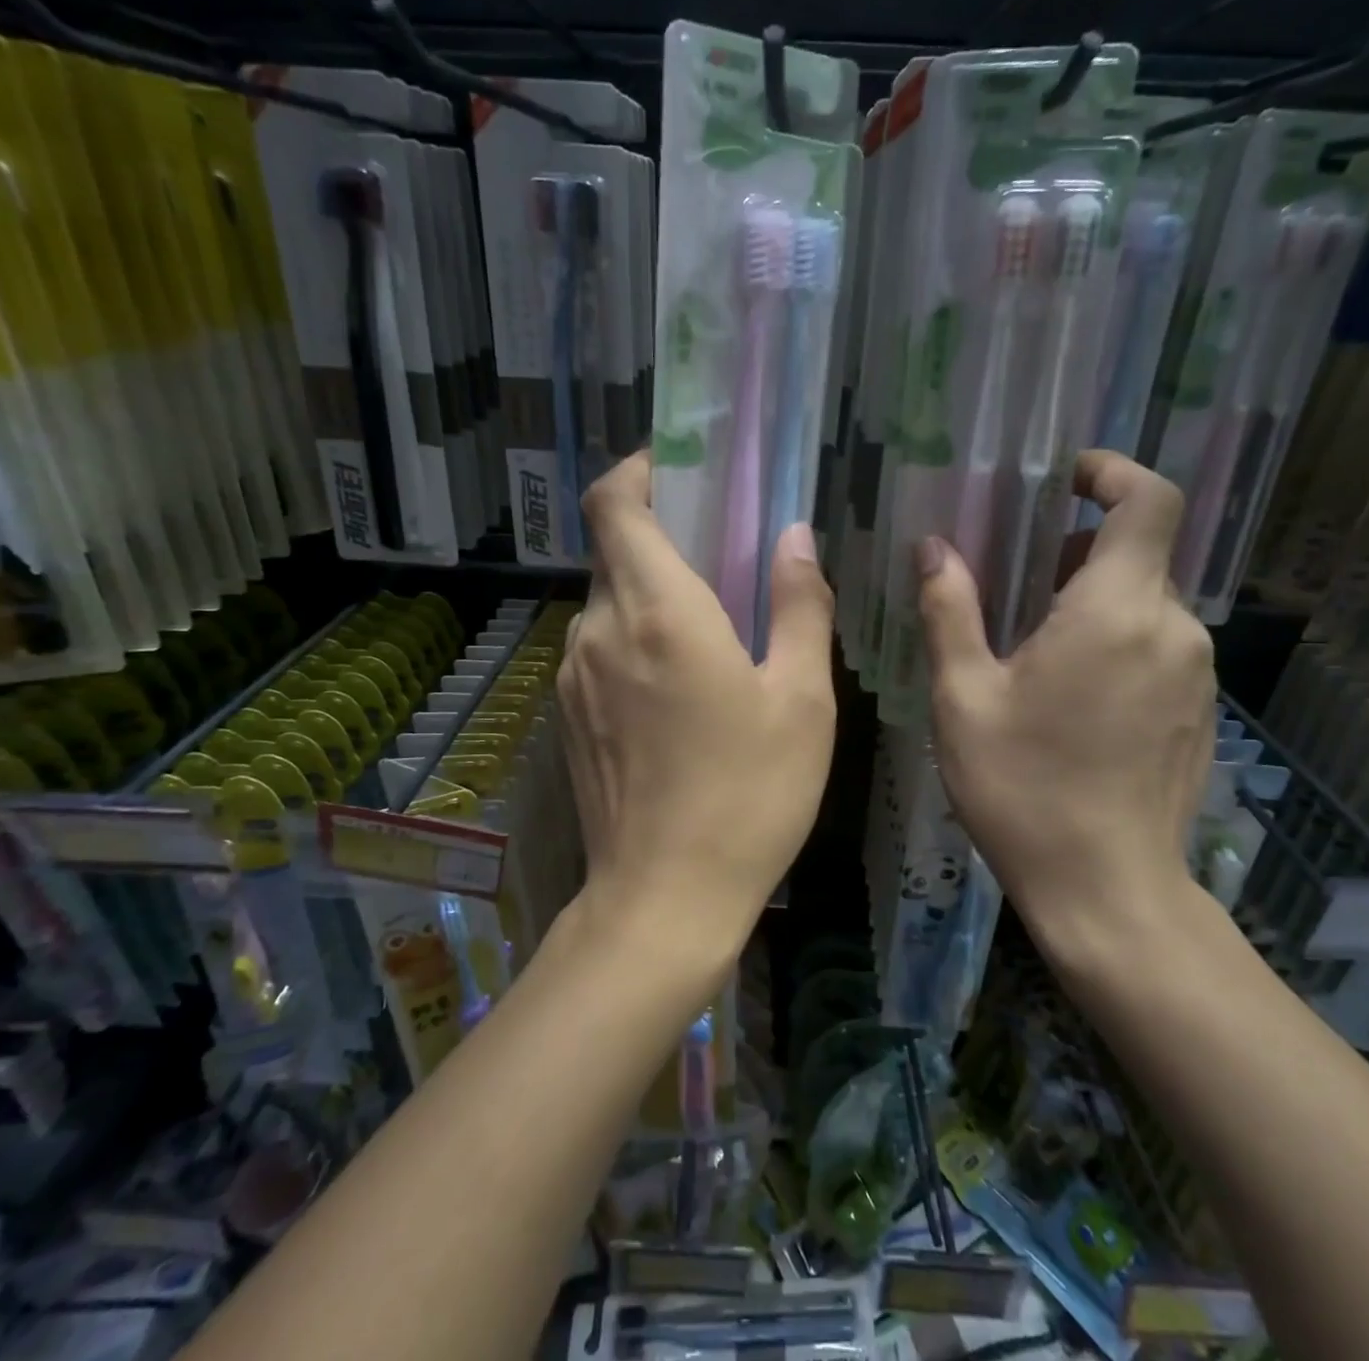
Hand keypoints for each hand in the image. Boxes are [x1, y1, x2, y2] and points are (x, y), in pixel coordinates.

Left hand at [557, 453, 836, 962]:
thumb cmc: (749, 796)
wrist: (665, 899)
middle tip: (723, 551)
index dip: (637, 471)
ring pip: (608, 602)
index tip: (680, 470)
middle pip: (613, 549)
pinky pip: (600, 647)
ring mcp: (573, 676)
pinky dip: (635, 636)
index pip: (613, 504)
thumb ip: (800, 605)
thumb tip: (794, 537)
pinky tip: (680, 682)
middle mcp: (599, 630)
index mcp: (657, 612)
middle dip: (662, 535)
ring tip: (712, 622)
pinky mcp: (568, 715)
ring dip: (652, 592)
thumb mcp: (801, 700)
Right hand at [917, 451, 1215, 959]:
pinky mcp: (1199, 711)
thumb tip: (934, 549)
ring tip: (1030, 649)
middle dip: (1075, 553)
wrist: (1106, 890)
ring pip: (1144, 604)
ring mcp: (1195, 673)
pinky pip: (1157, 647)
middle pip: (1136, 554)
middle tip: (1012, 584)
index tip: (1064, 481)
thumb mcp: (964, 697)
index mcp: (1115, 612)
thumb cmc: (1023, 788)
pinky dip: (1114, 642)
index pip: (1149, 501)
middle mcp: (1172, 628)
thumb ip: (950, 611)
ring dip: (1090, 602)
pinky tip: (1068, 698)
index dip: (1112, 472)